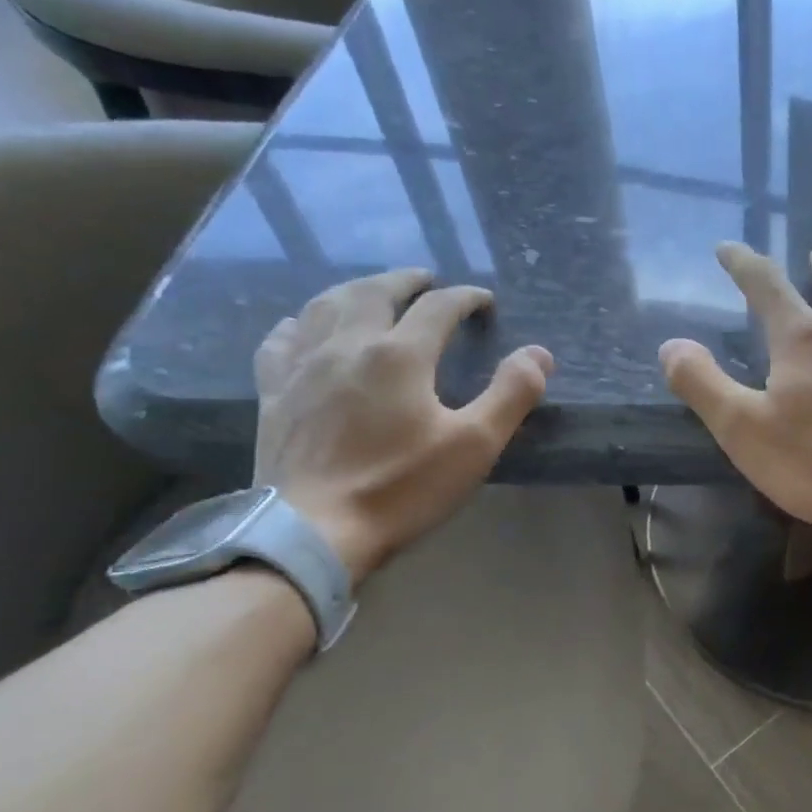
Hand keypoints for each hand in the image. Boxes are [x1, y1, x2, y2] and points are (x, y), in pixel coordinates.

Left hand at [253, 269, 553, 583]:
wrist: (314, 531)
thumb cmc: (401, 488)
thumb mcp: (474, 445)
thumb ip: (511, 394)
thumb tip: (539, 353)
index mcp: (399, 355)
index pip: (438, 307)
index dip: (465, 298)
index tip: (484, 301)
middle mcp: (347, 345)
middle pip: (375, 292)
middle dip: (405, 280)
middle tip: (426, 280)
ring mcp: (303, 366)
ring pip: (325, 305)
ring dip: (355, 289)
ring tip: (372, 291)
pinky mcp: (273, 392)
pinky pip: (281, 340)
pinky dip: (299, 324)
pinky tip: (303, 327)